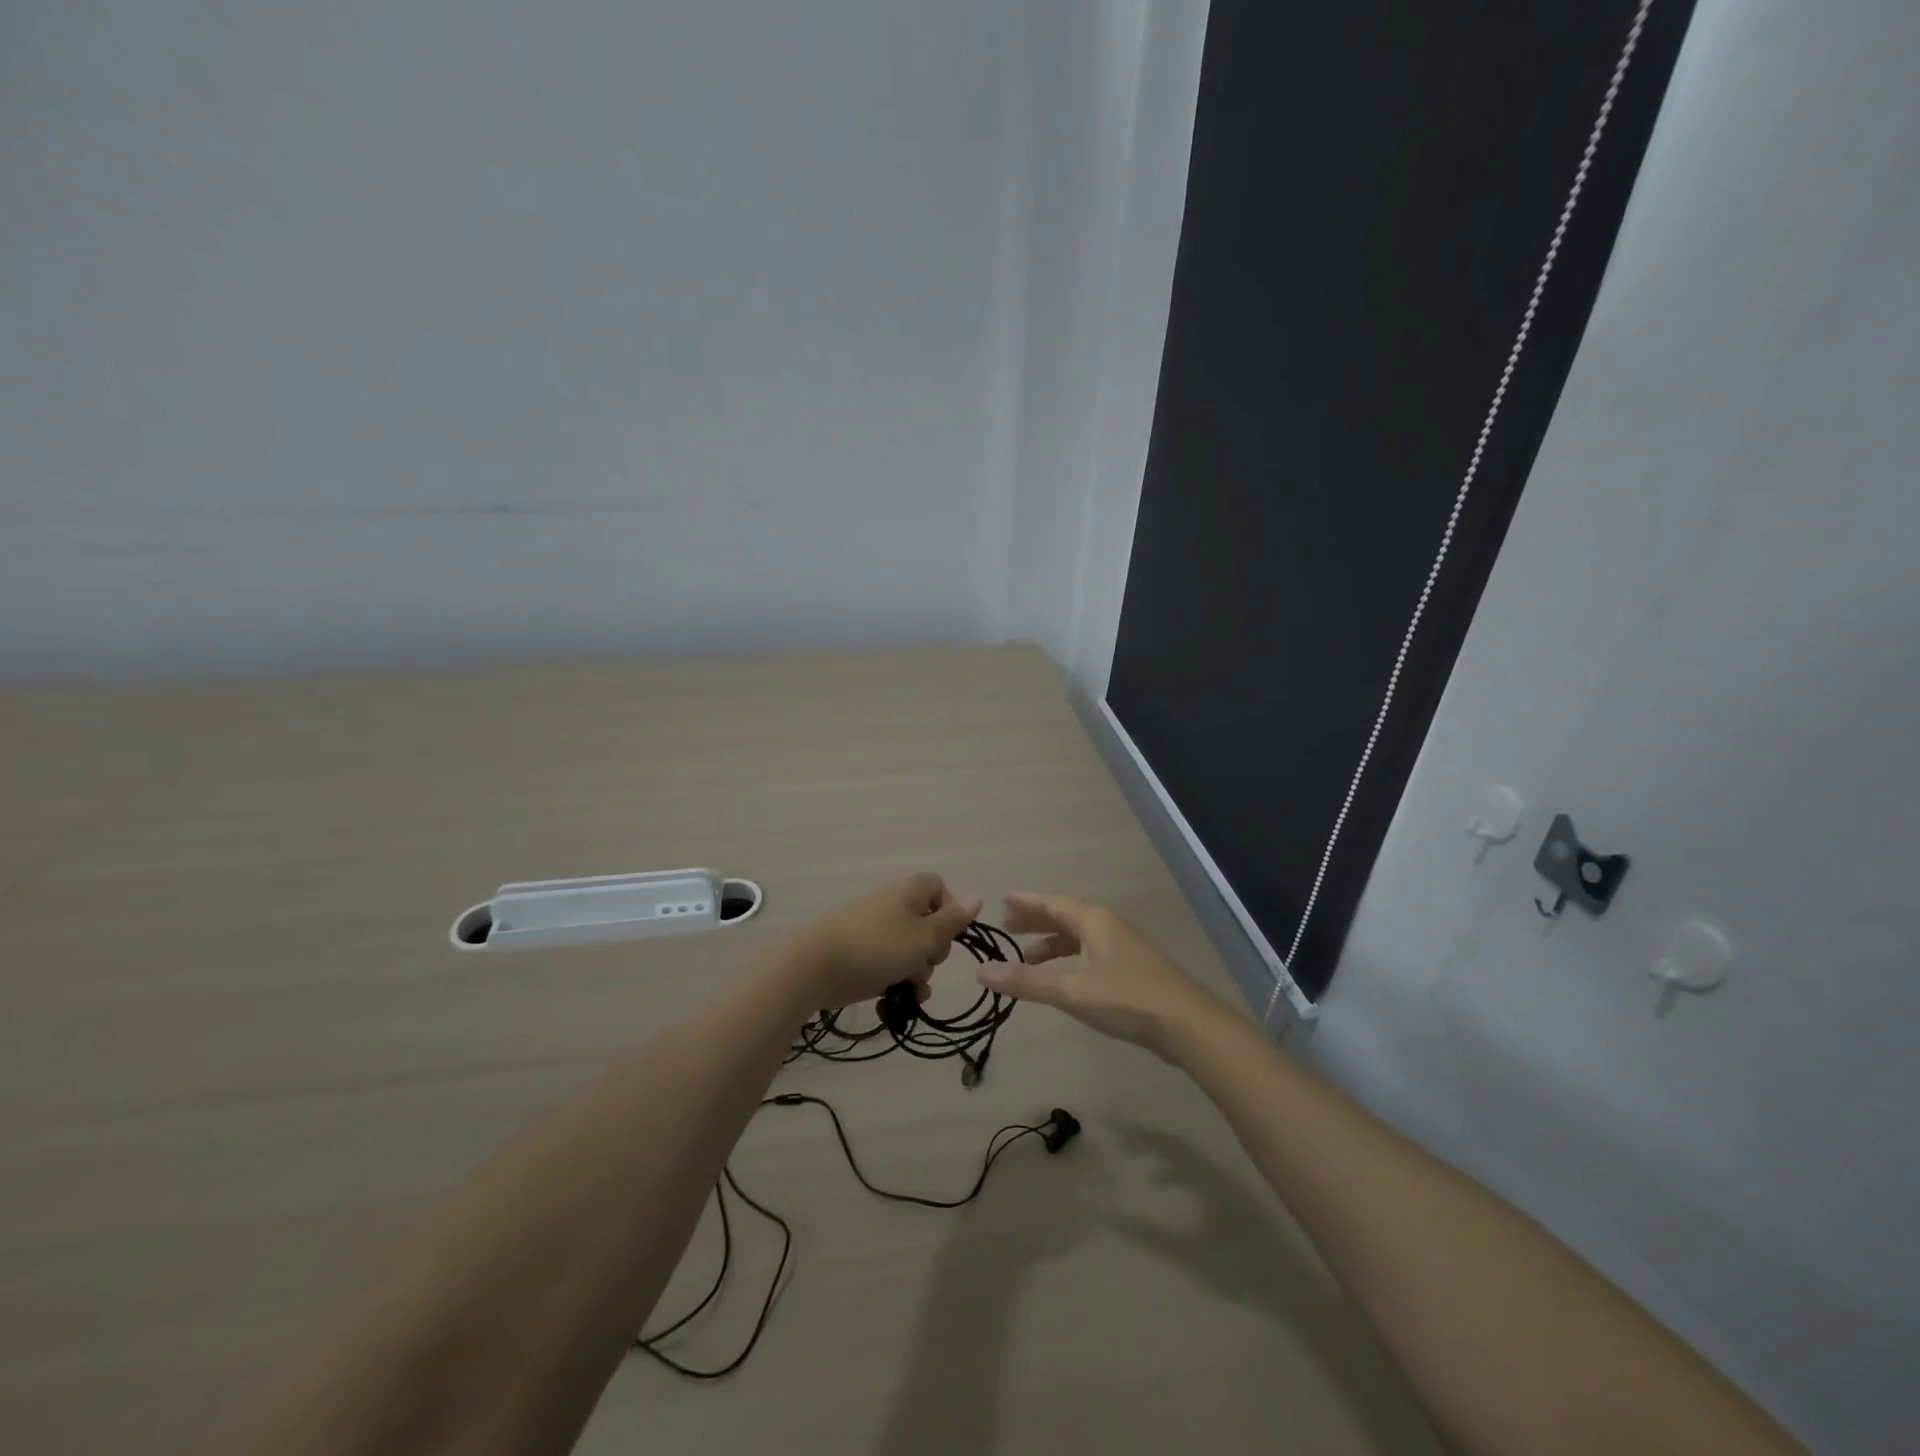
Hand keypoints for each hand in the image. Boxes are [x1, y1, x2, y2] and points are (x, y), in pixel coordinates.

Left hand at [791, 874, 980, 1009]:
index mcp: (909, 892)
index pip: (939, 887)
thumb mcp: (924, 936)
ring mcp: (875, 930)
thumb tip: (977, 898)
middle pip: (928, 923)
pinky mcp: (862, 954)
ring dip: (919, 970)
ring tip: (911, 987)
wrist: (816, 967)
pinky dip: (899, 979)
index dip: (950, 910)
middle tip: (927, 961)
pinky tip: (902, 999)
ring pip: (911, 949)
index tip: (949, 934)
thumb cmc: (878, 946)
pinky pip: (891, 963)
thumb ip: (952, 921)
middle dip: (934, 949)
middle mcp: (893, 906)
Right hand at [976, 893, 1230, 1060]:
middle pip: (1066, 917)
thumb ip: (1026, 981)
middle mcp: (1108, 926)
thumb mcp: (1070, 989)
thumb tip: (981, 971)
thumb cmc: (1126, 998)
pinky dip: (1069, 961)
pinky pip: (1090, 955)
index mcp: (1094, 921)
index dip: (1027, 903)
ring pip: (1079, 938)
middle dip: (1037, 922)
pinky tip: (1062, 980)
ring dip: (1053, 945)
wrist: (1186, 1024)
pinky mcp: (1131, 970)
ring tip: (1028, 958)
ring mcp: (1122, 948)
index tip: (1002, 901)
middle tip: (1008, 927)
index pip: (1053, 903)